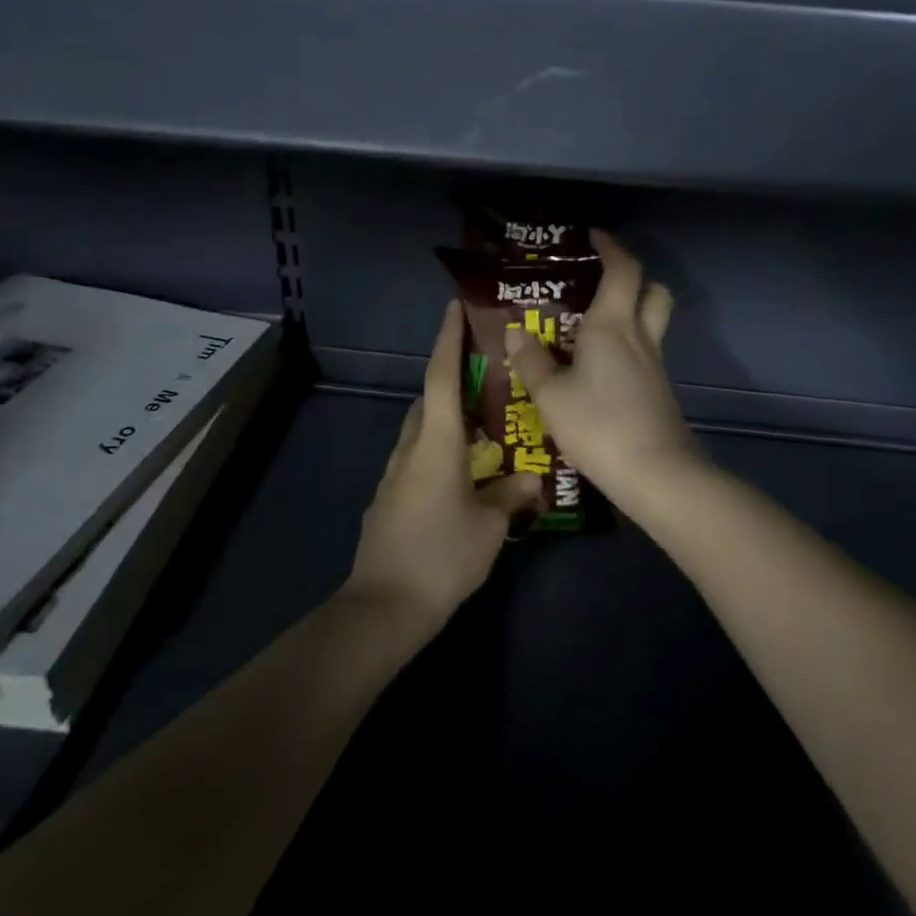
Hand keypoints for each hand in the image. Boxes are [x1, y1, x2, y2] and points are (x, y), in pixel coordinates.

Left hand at [345, 301, 539, 630]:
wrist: (384, 606)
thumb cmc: (443, 555)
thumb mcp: (490, 525)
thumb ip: (511, 495)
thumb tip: (531, 479)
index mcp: (436, 442)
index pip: (442, 377)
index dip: (448, 339)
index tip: (454, 308)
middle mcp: (410, 449)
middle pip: (429, 400)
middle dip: (452, 379)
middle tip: (486, 372)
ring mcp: (395, 475)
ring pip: (421, 430)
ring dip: (445, 416)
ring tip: (481, 421)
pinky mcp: (389, 500)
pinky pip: (417, 458)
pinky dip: (438, 448)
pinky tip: (462, 470)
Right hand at [503, 230, 701, 516]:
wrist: (656, 473)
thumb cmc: (599, 425)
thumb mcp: (551, 396)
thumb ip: (532, 362)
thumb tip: (516, 333)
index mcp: (612, 325)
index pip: (623, 270)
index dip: (612, 247)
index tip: (594, 236)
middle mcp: (640, 337)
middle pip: (653, 290)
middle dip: (634, 277)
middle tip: (602, 281)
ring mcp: (655, 366)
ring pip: (653, 322)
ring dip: (632, 312)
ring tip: (594, 325)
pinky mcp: (659, 392)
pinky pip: (646, 354)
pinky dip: (629, 347)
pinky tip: (601, 369)